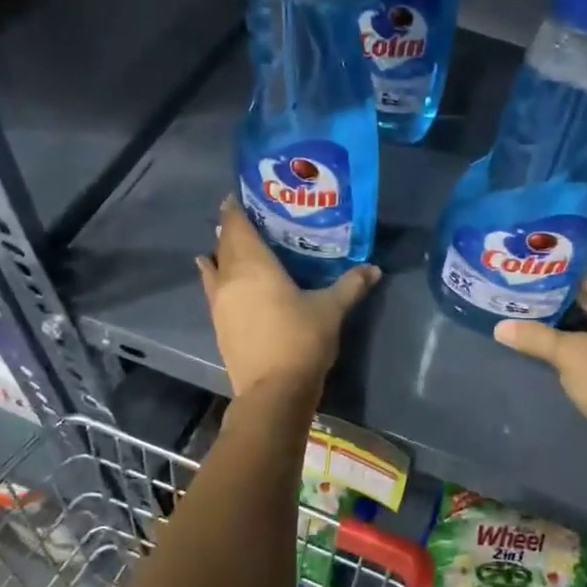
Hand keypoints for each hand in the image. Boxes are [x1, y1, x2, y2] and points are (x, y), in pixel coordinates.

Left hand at [196, 199, 380, 395]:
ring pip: (215, 266)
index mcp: (254, 265)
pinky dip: (215, 276)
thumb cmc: (301, 341)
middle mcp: (230, 277)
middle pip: (224, 243)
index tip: (241, 196)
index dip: (236, 208)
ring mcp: (219, 302)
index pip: (238, 226)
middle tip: (249, 218)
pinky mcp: (218, 324)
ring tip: (233, 244)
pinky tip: (219, 277)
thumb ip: (351, 285)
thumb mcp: (331, 310)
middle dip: (233, 228)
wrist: (273, 391)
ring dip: (222, 252)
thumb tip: (374, 268)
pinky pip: (213, 289)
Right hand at [495, 271, 586, 428]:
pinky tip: (551, 336)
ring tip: (531, 310)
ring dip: (566, 316)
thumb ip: (534, 336)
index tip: (532, 269)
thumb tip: (499, 327)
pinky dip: (575, 333)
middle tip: (525, 289)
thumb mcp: (566, 354)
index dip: (559, 271)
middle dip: (559, 294)